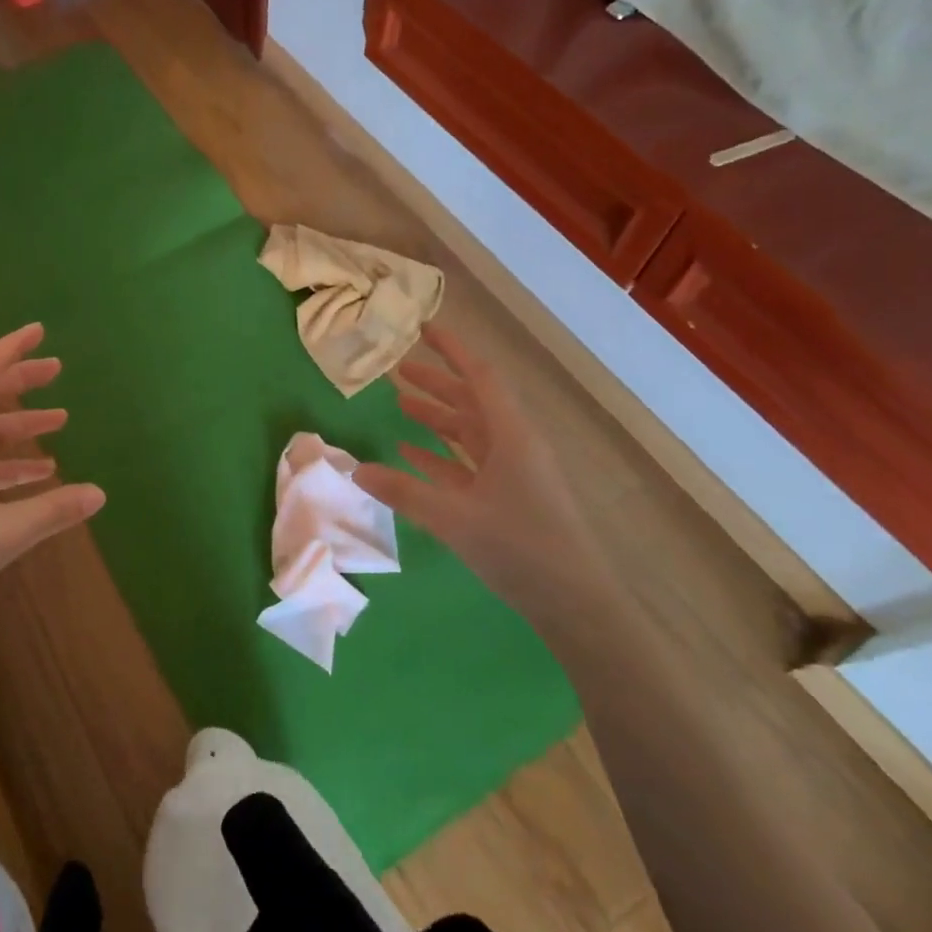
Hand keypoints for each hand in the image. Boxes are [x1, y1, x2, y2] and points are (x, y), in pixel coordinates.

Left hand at [0, 323, 104, 667]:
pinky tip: (39, 476)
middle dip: (19, 381)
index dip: (9, 349)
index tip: (39, 331)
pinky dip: (8, 463)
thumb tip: (100, 493)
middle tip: (57, 370)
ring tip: (60, 422)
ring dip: (18, 425)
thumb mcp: (1, 535)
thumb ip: (52, 512)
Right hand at [354, 325, 611, 614]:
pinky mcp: (508, 497)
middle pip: (471, 401)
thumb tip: (356, 470)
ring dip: (437, 418)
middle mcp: (514, 444)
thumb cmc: (520, 548)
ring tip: (400, 405)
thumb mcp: (454, 518)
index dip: (452, 350)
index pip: (478, 377)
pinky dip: (441, 456)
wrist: (575, 602)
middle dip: (436, 383)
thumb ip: (403, 492)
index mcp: (510, 435)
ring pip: (469, 432)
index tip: (423, 329)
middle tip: (398, 371)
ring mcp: (513, 472)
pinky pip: (469, 464)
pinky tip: (411, 454)